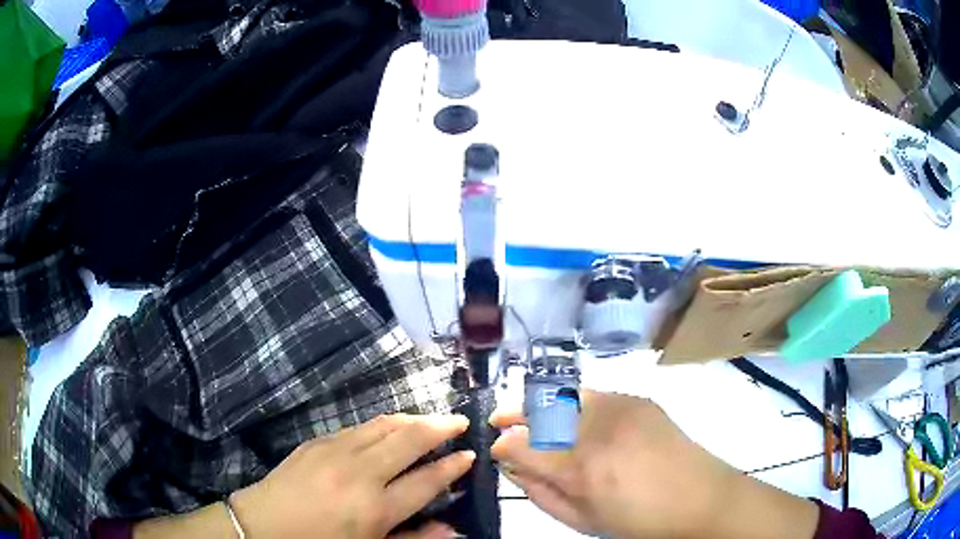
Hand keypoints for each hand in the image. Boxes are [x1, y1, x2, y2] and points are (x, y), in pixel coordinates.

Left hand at [230, 414, 474, 538]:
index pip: (426, 481)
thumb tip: (454, 531)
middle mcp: (359, 473)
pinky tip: (391, 428)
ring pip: (385, 424)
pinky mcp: (317, 442)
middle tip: (461, 421)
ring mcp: (335, 451)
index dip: (452, 467)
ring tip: (433, 419)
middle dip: (441, 427)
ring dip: (414, 418)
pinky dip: (384, 424)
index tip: (470, 456)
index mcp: (375, 508)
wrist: (262, 526)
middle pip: (409, 440)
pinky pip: (359, 427)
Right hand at [491, 390, 818, 538]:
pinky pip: (595, 393)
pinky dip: (575, 402)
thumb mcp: (580, 519)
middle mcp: (597, 428)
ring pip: (564, 392)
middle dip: (512, 413)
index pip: (520, 444)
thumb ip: (539, 492)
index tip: (495, 448)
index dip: (501, 444)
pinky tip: (576, 416)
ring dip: (541, 403)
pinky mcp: (639, 399)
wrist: (700, 500)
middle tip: (500, 420)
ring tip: (531, 414)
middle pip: (538, 408)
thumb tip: (512, 466)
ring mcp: (621, 407)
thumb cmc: (637, 522)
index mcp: (580, 467)